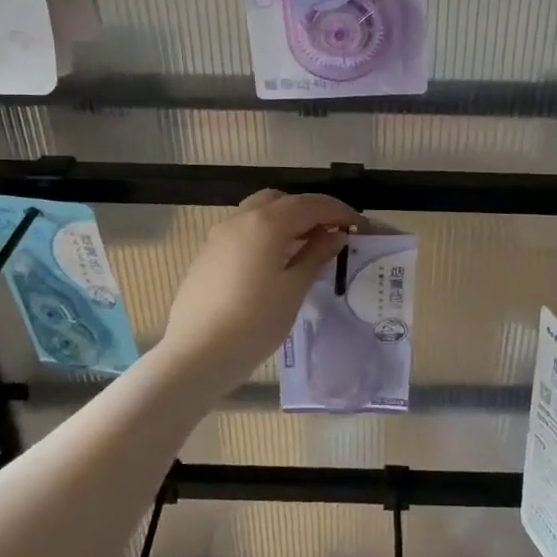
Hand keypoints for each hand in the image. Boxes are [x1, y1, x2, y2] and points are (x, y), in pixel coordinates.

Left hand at [156, 190, 361, 388]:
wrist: (195, 355)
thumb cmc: (253, 323)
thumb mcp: (293, 289)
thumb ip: (316, 255)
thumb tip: (335, 234)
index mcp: (266, 223)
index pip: (311, 204)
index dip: (339, 212)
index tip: (360, 226)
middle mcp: (240, 219)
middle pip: (281, 201)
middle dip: (309, 211)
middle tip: (331, 235)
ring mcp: (219, 235)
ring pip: (258, 213)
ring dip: (285, 221)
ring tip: (305, 249)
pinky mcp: (207, 254)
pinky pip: (243, 231)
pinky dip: (265, 235)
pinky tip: (274, 263)